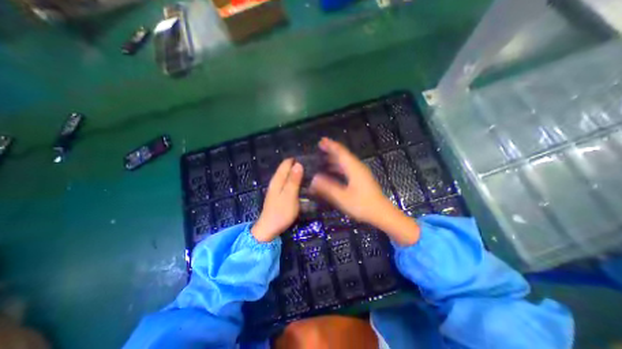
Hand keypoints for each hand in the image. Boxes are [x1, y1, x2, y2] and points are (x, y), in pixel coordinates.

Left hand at [250, 158, 304, 242]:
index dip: (297, 160)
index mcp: (278, 179)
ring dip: (297, 174)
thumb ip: (294, 180)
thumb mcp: (289, 195)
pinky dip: (295, 181)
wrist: (269, 228)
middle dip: (298, 166)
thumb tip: (298, 164)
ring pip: (287, 175)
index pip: (286, 163)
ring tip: (310, 175)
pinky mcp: (279, 194)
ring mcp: (277, 188)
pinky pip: (288, 183)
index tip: (309, 162)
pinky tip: (302, 185)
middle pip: (287, 168)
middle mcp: (276, 181)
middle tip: (312, 169)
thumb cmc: (281, 212)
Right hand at [310, 137, 419, 245]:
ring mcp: (361, 172)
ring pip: (346, 161)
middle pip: (344, 154)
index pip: (340, 152)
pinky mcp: (362, 178)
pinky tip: (334, 170)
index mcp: (353, 168)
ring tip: (324, 157)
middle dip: (332, 149)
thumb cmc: (362, 205)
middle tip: (321, 146)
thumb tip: (314, 179)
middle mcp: (358, 167)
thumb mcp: (342, 197)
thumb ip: (327, 188)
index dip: (331, 145)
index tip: (321, 141)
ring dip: (335, 158)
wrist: (381, 213)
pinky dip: (340, 166)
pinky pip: (349, 167)